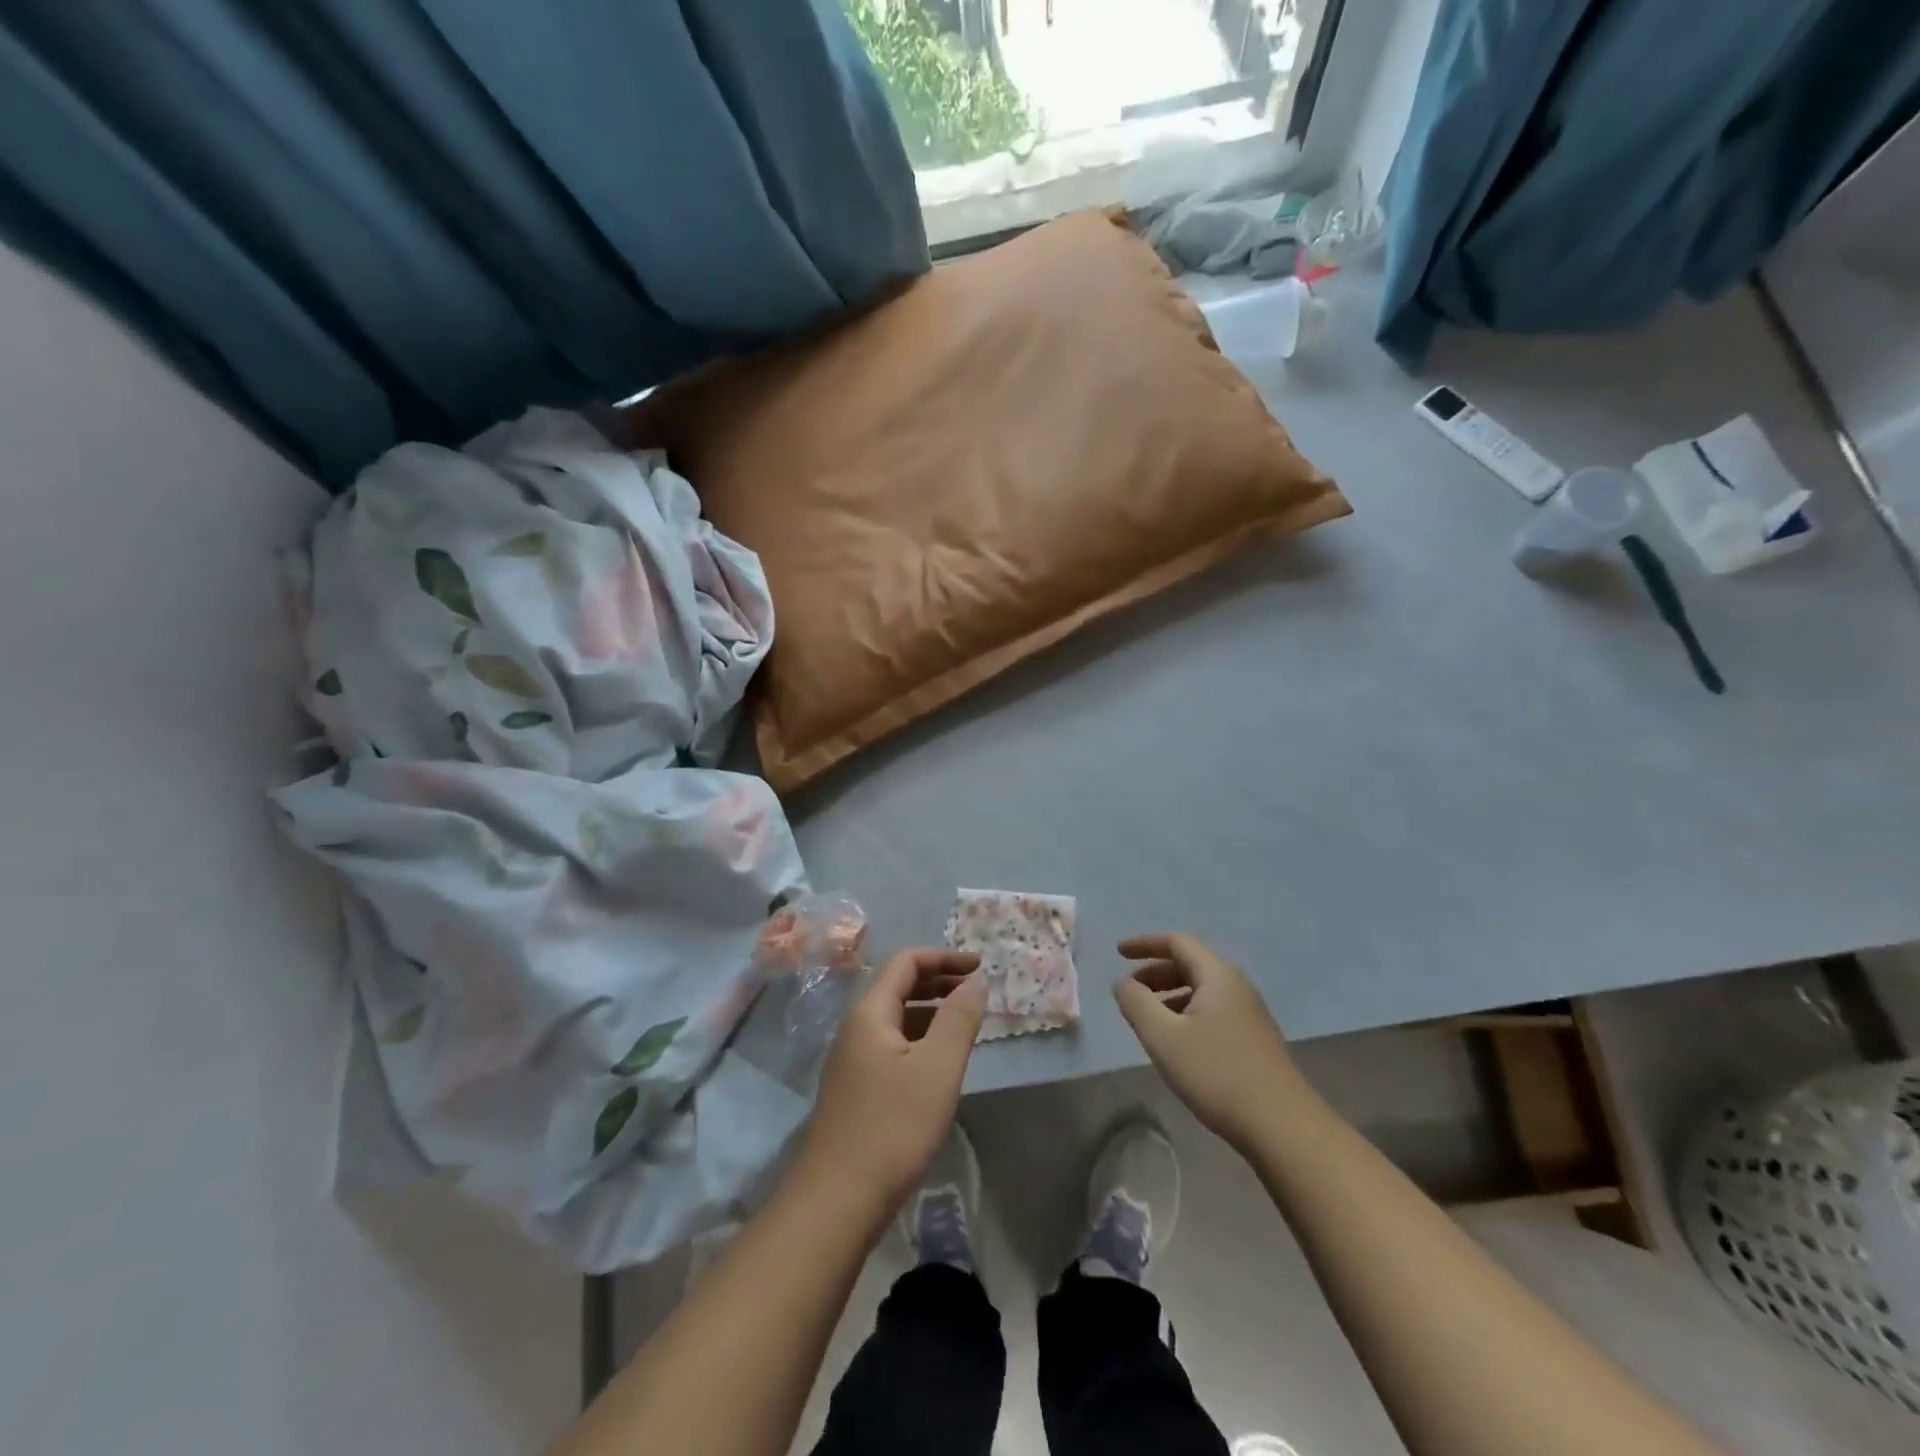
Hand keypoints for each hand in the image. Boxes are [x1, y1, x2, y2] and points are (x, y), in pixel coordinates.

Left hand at [794, 948, 985, 1222]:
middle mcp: (856, 1027)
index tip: (980, 966)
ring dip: (931, 1011)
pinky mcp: (856, 1088)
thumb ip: (959, 1018)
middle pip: (899, 985)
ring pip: (896, 1017)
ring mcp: (852, 1059)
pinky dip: (920, 1038)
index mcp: (870, 1012)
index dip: (944, 957)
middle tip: (977, 992)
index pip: (906, 961)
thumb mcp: (937, 1068)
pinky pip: (892, 1045)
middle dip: (940, 981)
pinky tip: (940, 1063)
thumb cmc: (893, 1127)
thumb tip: (977, 981)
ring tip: (966, 1025)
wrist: (837, 1200)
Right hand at [1114, 933, 1307, 1151]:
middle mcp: (1237, 986)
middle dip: (1155, 972)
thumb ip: (1136, 1003)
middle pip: (1190, 964)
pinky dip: (1187, 1013)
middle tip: (1129, 992)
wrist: (1282, 1127)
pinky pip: (1213, 1010)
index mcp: (1218, 976)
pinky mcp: (1255, 1039)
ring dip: (1170, 995)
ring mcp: (1250, 1014)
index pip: (1176, 943)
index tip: (1118, 952)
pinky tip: (1177, 1042)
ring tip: (1147, 1020)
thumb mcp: (1163, 1036)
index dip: (1144, 943)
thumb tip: (1123, 983)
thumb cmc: (1217, 1073)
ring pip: (1202, 990)